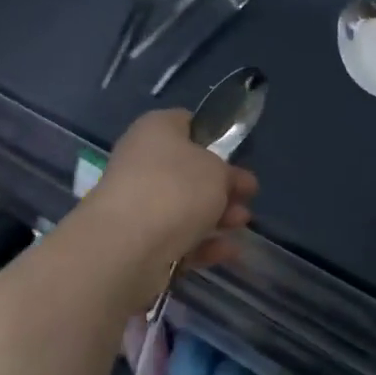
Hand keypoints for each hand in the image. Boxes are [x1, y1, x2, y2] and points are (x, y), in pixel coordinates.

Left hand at [83, 110, 256, 271]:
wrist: (128, 245)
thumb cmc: (176, 188)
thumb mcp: (218, 169)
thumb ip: (227, 172)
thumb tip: (224, 178)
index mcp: (155, 130)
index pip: (185, 123)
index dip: (213, 137)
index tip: (236, 155)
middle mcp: (141, 162)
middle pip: (188, 171)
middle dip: (221, 185)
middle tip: (248, 195)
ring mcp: (137, 204)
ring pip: (184, 207)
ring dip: (217, 216)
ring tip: (242, 224)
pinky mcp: (138, 241)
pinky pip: (177, 238)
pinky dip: (203, 244)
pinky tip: (229, 251)